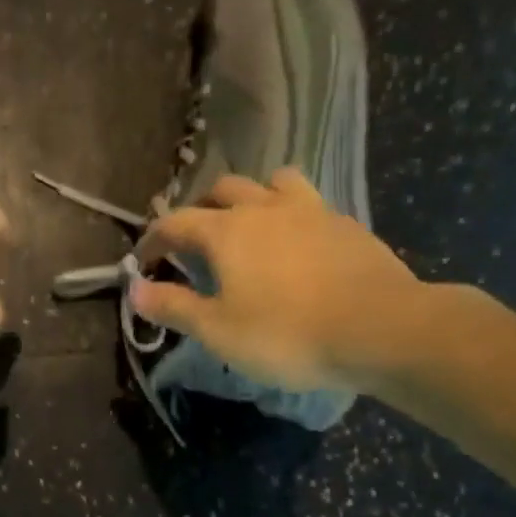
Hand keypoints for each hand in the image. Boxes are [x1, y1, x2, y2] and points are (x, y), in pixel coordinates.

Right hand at [129, 168, 428, 394]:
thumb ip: (173, 306)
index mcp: (227, 231)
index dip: (154, 239)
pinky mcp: (346, 224)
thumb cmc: (287, 333)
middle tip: (195, 240)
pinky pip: (309, 204)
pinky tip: (297, 243)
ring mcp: (311, 210)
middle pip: (222, 190)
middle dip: (201, 210)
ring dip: (252, 197)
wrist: (381, 328)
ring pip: (272, 183)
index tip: (145, 260)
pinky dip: (291, 215)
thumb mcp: (218, 330)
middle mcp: (265, 208)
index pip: (175, 223)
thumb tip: (134, 290)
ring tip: (250, 224)